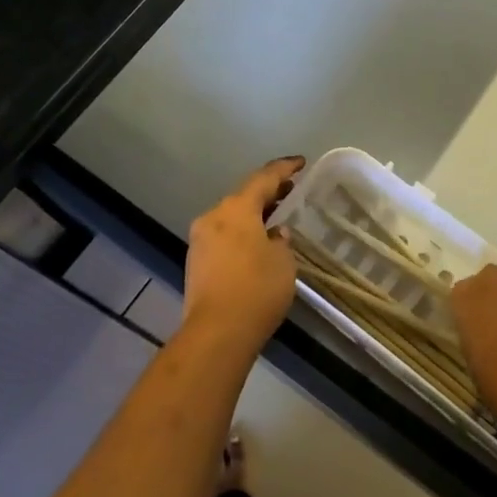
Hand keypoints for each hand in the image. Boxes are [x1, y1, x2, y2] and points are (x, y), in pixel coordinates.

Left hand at [181, 157, 304, 357]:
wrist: (216, 333)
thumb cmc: (257, 290)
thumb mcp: (283, 261)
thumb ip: (281, 240)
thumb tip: (274, 234)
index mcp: (236, 209)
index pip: (264, 178)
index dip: (284, 169)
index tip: (301, 163)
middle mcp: (214, 217)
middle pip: (244, 197)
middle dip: (268, 193)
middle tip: (291, 191)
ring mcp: (200, 240)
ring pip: (231, 218)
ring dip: (253, 216)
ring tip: (276, 219)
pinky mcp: (196, 262)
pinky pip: (223, 237)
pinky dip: (241, 234)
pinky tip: (257, 245)